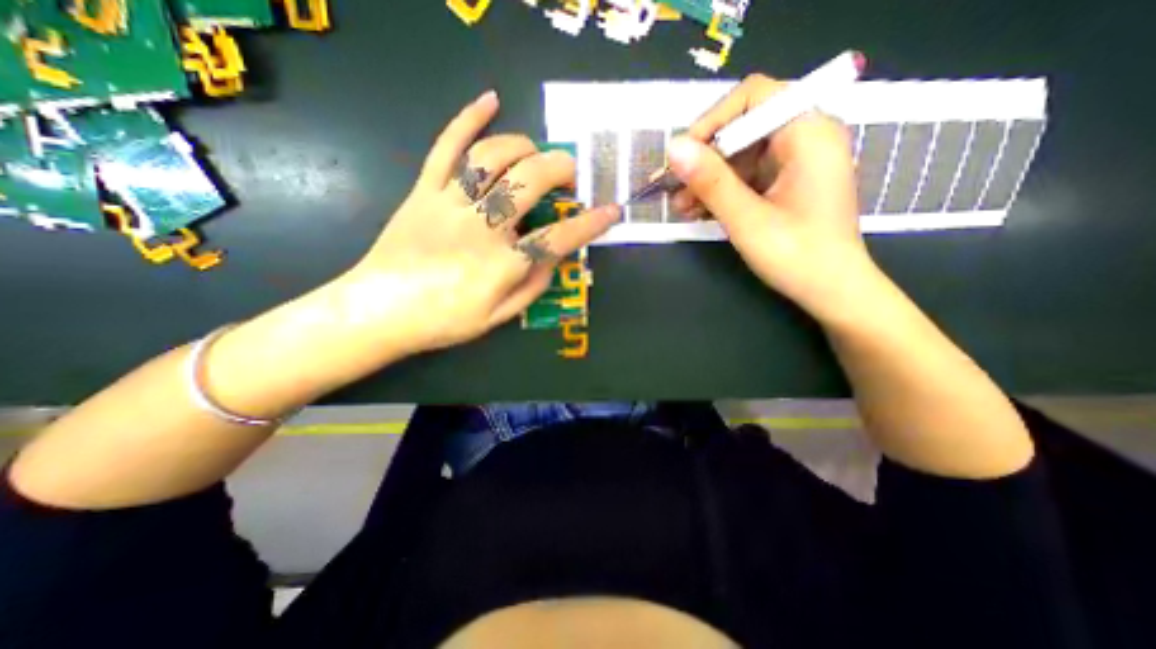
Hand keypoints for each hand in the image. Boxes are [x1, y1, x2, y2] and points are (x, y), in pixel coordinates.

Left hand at [338, 88, 622, 354]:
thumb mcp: (498, 318)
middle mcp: (481, 228)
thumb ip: (532, 288)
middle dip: (560, 170)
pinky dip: (469, 119)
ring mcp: (450, 203)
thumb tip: (553, 259)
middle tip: (570, 175)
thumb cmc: (443, 321)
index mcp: (502, 265)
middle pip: (530, 183)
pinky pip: (446, 147)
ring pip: (494, 157)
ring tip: (537, 154)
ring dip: (525, 147)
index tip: (611, 211)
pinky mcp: (424, 191)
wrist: (378, 311)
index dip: (590, 224)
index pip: (559, 238)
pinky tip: (490, 100)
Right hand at [670, 74, 877, 316]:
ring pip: (739, 156)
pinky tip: (697, 211)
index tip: (682, 157)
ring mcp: (794, 162)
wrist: (832, 291)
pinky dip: (720, 192)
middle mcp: (804, 137)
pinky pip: (745, 176)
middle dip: (703, 160)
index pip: (753, 98)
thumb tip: (674, 148)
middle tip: (672, 190)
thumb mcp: (747, 219)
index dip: (712, 122)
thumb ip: (711, 181)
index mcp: (808, 133)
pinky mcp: (785, 183)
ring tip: (680, 208)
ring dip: (706, 180)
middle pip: (742, 129)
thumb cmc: (797, 256)